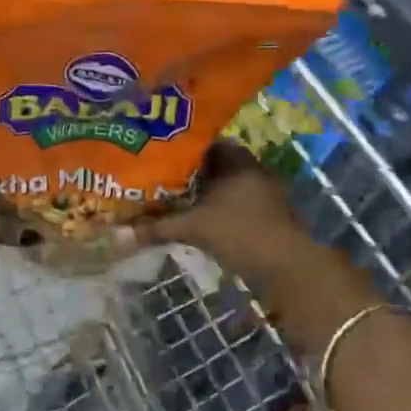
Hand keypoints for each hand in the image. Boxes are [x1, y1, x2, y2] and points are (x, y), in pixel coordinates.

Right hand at [120, 140, 312, 280]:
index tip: (156, 153)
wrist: (289, 268)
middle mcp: (250, 169)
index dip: (179, 147)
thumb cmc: (241, 233)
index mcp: (236, 159)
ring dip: (201, 192)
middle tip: (157, 176)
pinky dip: (214, 207)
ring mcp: (261, 192)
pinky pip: (232, 201)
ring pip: (222, 184)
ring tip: (169, 198)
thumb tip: (120, 233)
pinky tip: (194, 217)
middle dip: (186, 171)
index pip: (203, 142)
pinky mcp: (265, 214)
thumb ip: (158, 227)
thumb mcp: (195, 228)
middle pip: (212, 164)